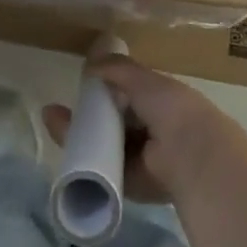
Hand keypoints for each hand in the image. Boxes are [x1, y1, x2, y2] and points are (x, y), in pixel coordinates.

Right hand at [44, 56, 236, 205]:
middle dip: (87, 118)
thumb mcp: (143, 80)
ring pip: (106, 146)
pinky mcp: (133, 185)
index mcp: (160, 104)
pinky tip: (66, 152)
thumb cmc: (172, 109)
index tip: (81, 86)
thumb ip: (118, 68)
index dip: (105, 92)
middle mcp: (152, 132)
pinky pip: (105, 170)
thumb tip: (91, 61)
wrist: (191, 157)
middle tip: (57, 113)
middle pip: (113, 123)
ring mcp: (143, 160)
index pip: (127, 96)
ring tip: (55, 126)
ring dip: (82, 138)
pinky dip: (87, 163)